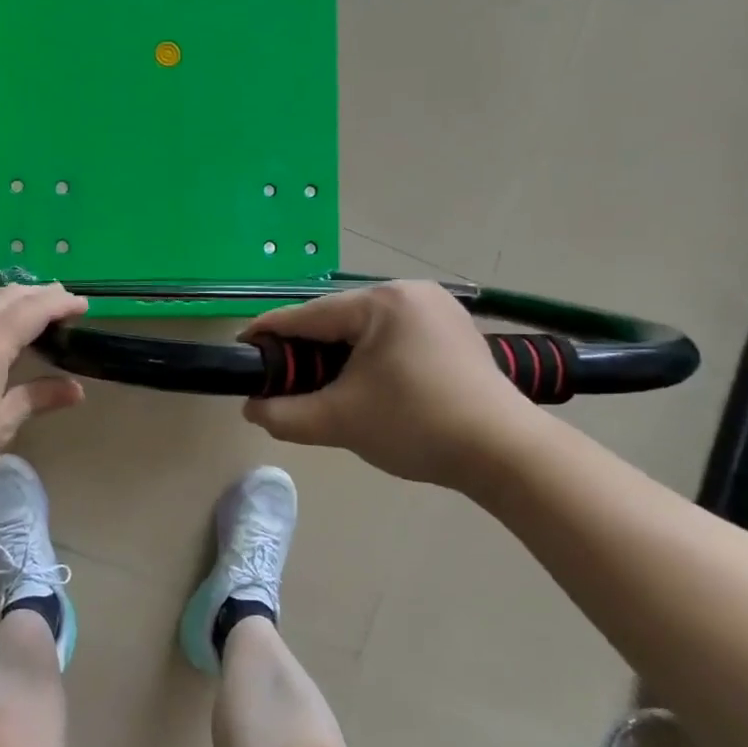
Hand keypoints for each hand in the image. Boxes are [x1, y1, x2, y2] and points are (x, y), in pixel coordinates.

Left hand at [0, 285, 89, 499]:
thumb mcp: (0, 427)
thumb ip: (36, 399)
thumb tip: (75, 389)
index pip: (32, 310)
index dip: (60, 303)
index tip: (83, 304)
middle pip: (5, 296)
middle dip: (37, 293)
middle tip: (62, 301)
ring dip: (7, 295)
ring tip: (25, 306)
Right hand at [241, 280, 542, 491]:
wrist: (506, 454)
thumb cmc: (416, 426)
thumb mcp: (339, 421)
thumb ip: (284, 414)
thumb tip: (252, 409)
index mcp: (381, 302)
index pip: (307, 315)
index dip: (268, 333)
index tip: (241, 349)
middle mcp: (409, 292)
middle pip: (336, 319)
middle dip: (306, 349)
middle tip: (283, 380)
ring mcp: (437, 308)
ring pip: (364, 327)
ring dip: (337, 353)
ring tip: (320, 384)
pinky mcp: (453, 330)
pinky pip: (393, 335)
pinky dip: (369, 356)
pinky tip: (363, 382)